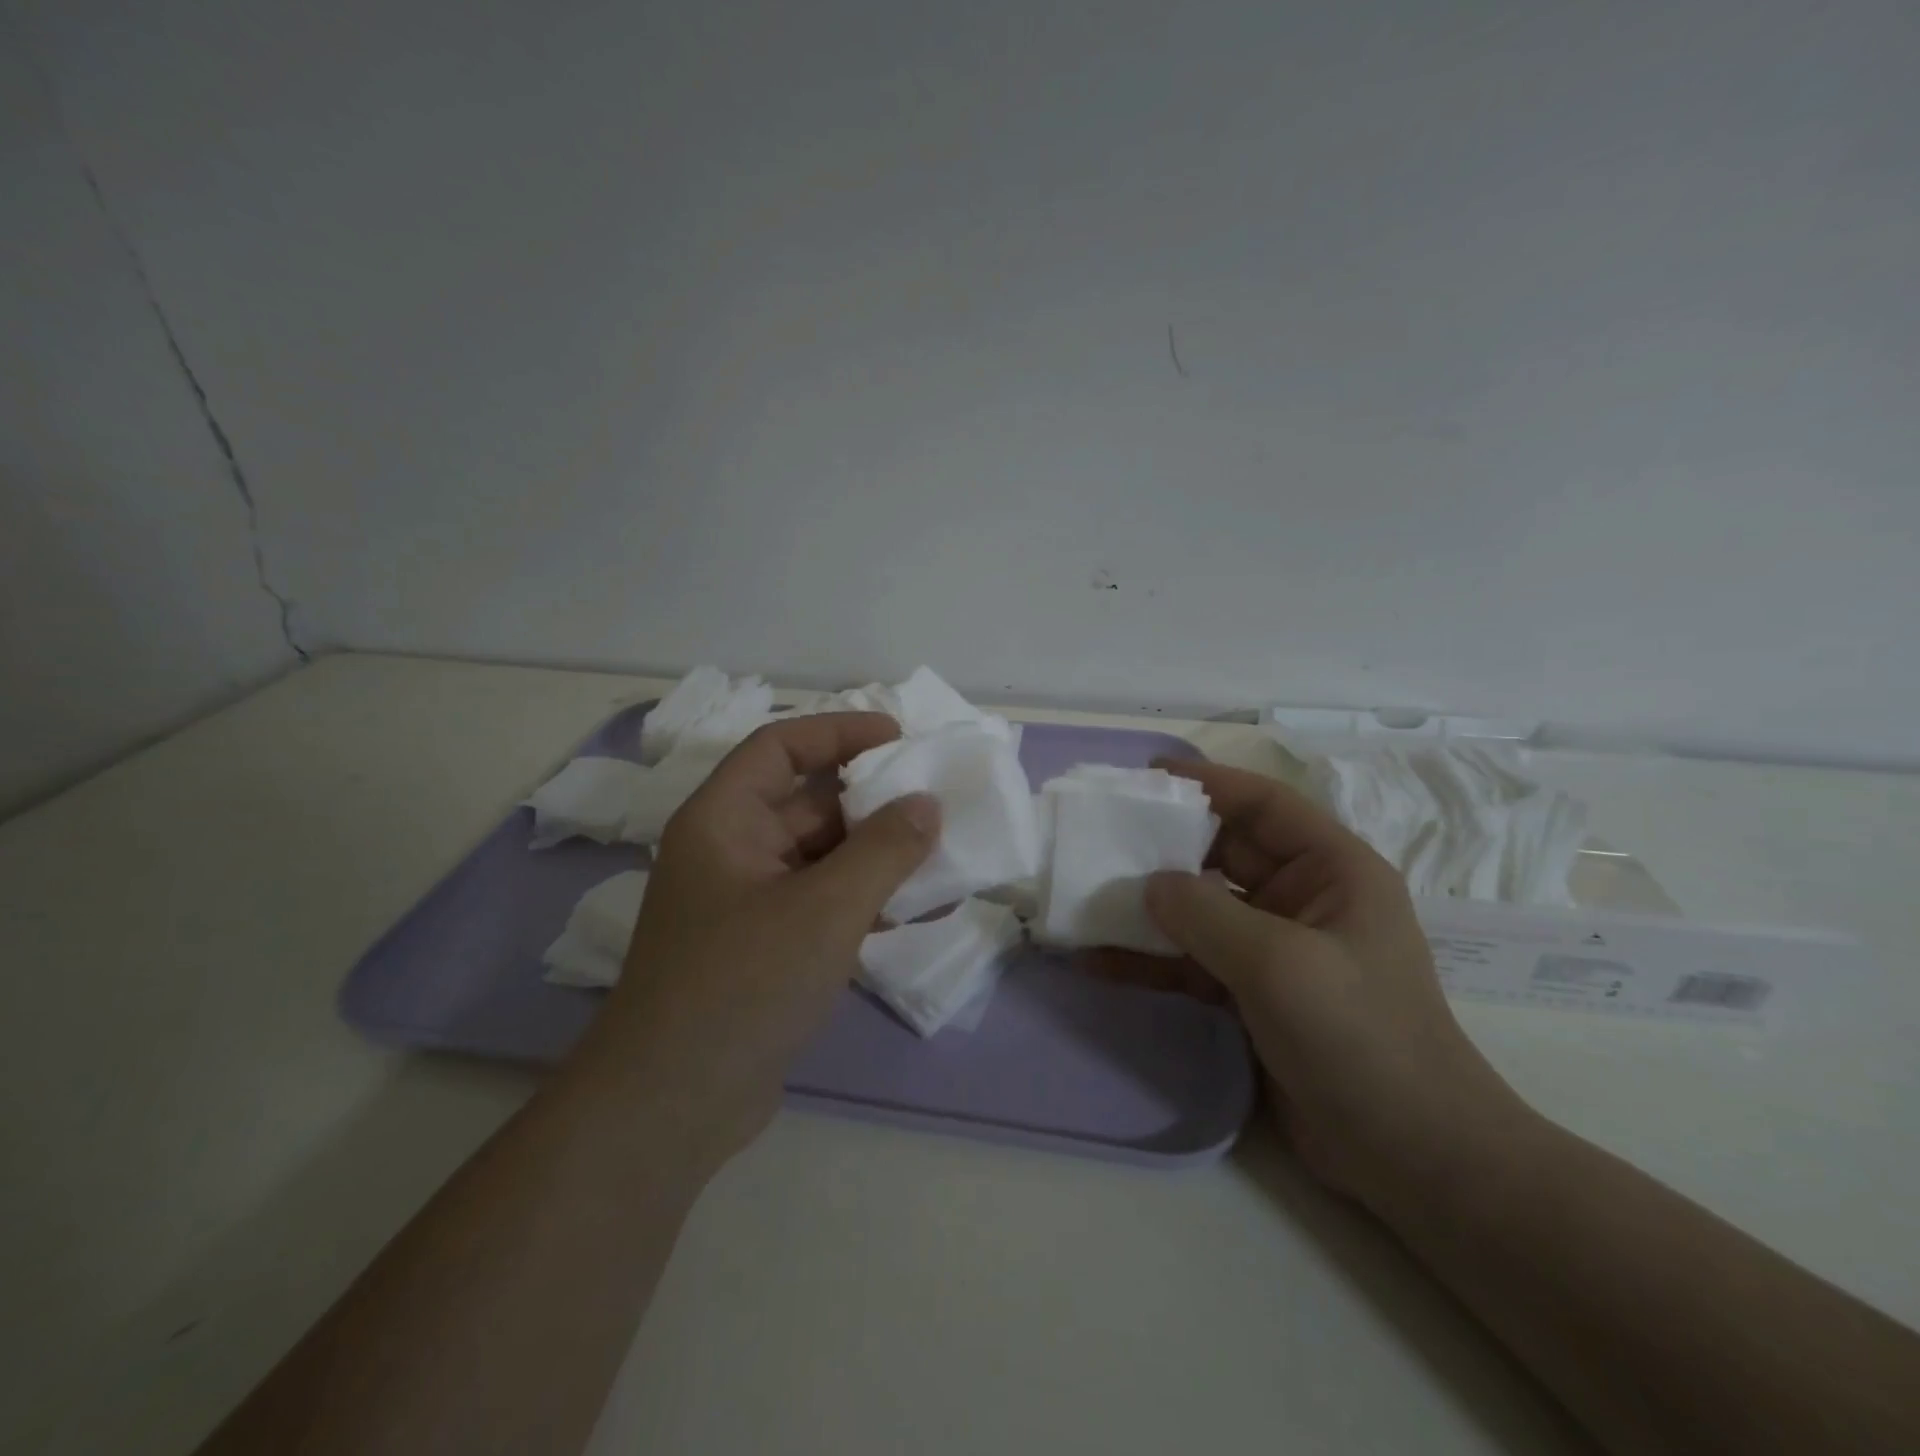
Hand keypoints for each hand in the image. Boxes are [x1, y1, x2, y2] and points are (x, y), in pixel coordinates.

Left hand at [578, 713, 938, 1169]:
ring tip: (941, 857)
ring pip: (820, 857)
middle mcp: (730, 852)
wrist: (671, 1107)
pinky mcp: (764, 949)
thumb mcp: (825, 909)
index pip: (780, 747)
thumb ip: (884, 850)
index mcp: (722, 820)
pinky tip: (916, 912)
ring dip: (876, 856)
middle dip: (871, 801)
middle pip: (806, 803)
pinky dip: (864, 900)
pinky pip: (822, 903)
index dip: (838, 731)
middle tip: (935, 801)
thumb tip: (927, 804)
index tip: (899, 737)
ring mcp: (746, 904)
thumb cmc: (742, 985)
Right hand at [1122, 760, 1529, 1214]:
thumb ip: (1205, 914)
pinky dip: (1150, 959)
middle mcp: (1302, 899)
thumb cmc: (1360, 1036)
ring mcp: (1274, 949)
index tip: (1146, 776)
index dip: (1208, 783)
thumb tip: (1148, 886)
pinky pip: (1191, 961)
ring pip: (1200, 909)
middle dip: (1165, 845)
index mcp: (1332, 870)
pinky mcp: (1250, 994)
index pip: (1264, 805)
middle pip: (1223, 853)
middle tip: (1101, 835)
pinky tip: (1098, 960)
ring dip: (1149, 906)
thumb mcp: (1280, 963)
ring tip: (1088, 895)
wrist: (1409, 1155)